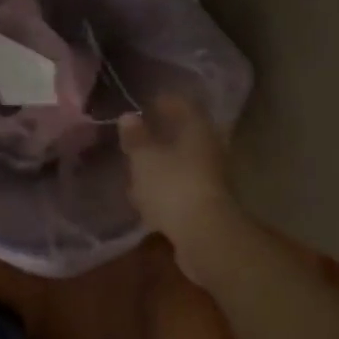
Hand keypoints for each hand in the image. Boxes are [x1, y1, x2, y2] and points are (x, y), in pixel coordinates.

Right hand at [119, 95, 238, 251]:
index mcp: (197, 131)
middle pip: (186, 135)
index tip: (149, 102)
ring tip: (137, 164)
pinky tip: (145, 195)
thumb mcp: (145, 158)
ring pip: (182, 162)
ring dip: (162, 162)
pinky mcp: (205, 204)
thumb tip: (129, 116)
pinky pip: (180, 187)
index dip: (167, 102)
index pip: (185, 106)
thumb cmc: (172, 186)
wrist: (204, 237)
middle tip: (141, 132)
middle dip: (164, 134)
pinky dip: (164, 186)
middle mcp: (209, 150)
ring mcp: (209, 179)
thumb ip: (136, 137)